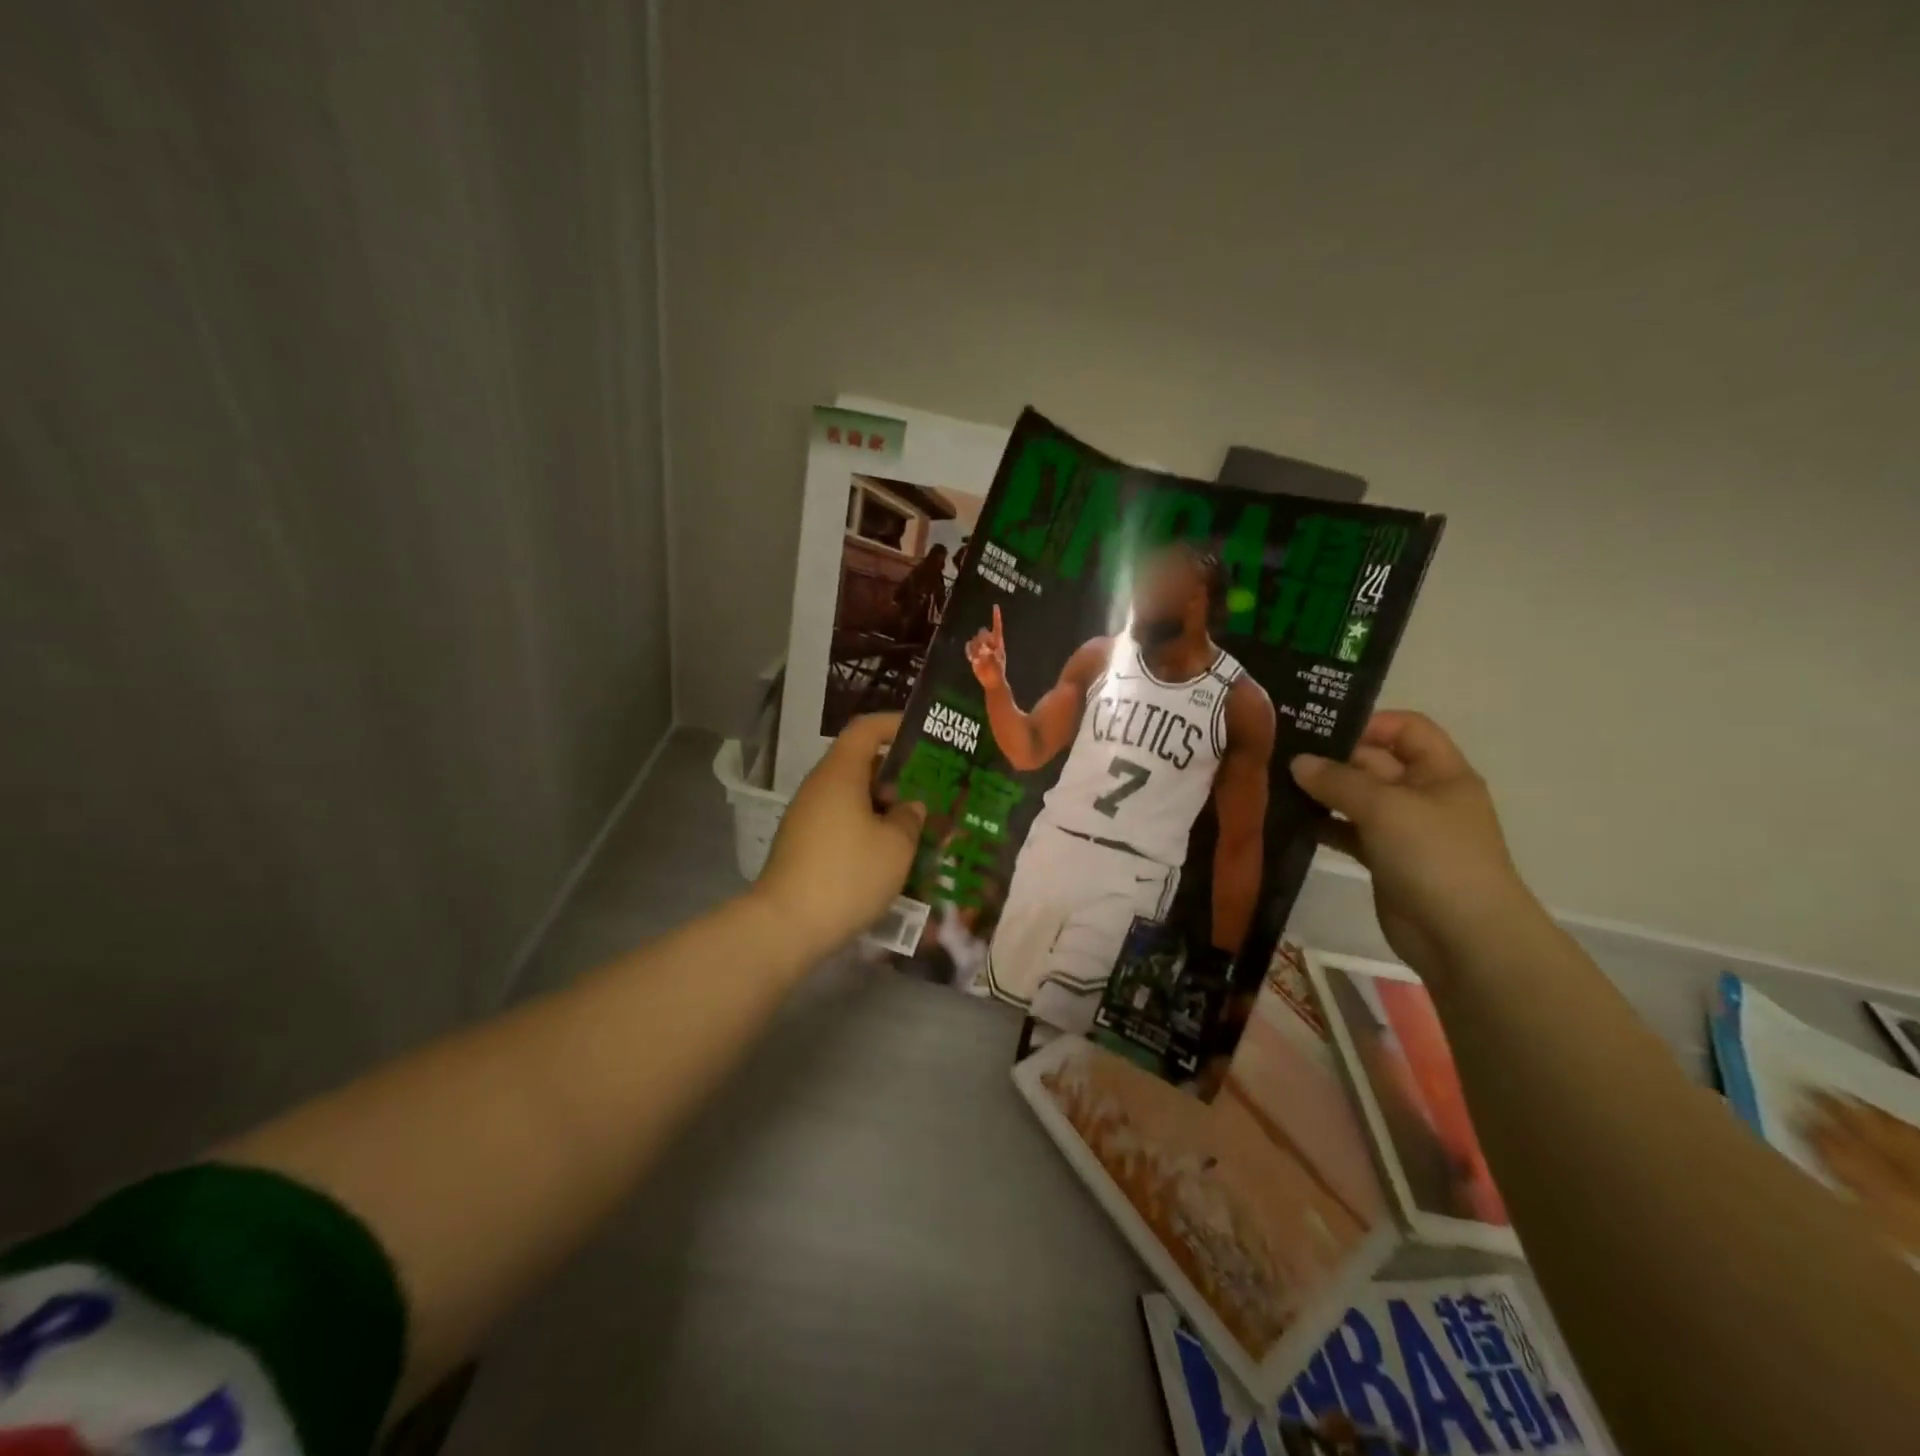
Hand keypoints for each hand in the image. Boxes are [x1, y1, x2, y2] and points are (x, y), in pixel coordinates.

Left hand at [753, 713, 926, 954]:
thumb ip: (909, 818)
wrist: (786, 926)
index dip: (894, 724)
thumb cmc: (848, 875)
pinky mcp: (802, 844)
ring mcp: (806, 817)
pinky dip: (866, 825)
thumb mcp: (896, 846)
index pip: (866, 730)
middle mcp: (819, 787)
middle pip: (859, 763)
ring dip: (882, 803)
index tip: (924, 733)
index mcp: (840, 774)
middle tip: (931, 784)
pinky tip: (889, 850)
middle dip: (896, 771)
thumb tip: (909, 806)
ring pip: (850, 795)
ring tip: (916, 820)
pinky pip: (840, 820)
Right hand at [966, 605, 1006, 689]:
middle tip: (984, 651)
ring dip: (975, 647)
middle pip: (983, 632)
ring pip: (975, 640)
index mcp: (998, 643)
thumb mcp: (994, 659)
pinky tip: (973, 658)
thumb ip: (988, 648)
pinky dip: (970, 651)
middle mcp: (990, 643)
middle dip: (981, 639)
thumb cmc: (996, 671)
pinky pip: (969, 647)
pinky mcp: (975, 654)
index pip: (997, 626)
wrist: (991, 681)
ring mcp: (982, 648)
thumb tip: (981, 644)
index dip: (996, 616)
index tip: (995, 606)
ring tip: (980, 658)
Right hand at [1290, 711, 1539, 978]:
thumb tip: (1297, 762)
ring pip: (1356, 798)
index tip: (1318, 728)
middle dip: (1331, 757)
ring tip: (1274, 784)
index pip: (1406, 728)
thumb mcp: (1385, 807)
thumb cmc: (1434, 856)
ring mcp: (1402, 830)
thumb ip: (1337, 780)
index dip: (1367, 723)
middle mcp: (1422, 795)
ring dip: (1321, 792)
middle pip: (1374, 762)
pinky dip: (1323, 825)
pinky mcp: (1384, 860)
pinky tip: (1289, 822)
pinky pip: (1348, 832)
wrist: (1463, 937)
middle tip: (1279, 753)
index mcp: (1440, 772)